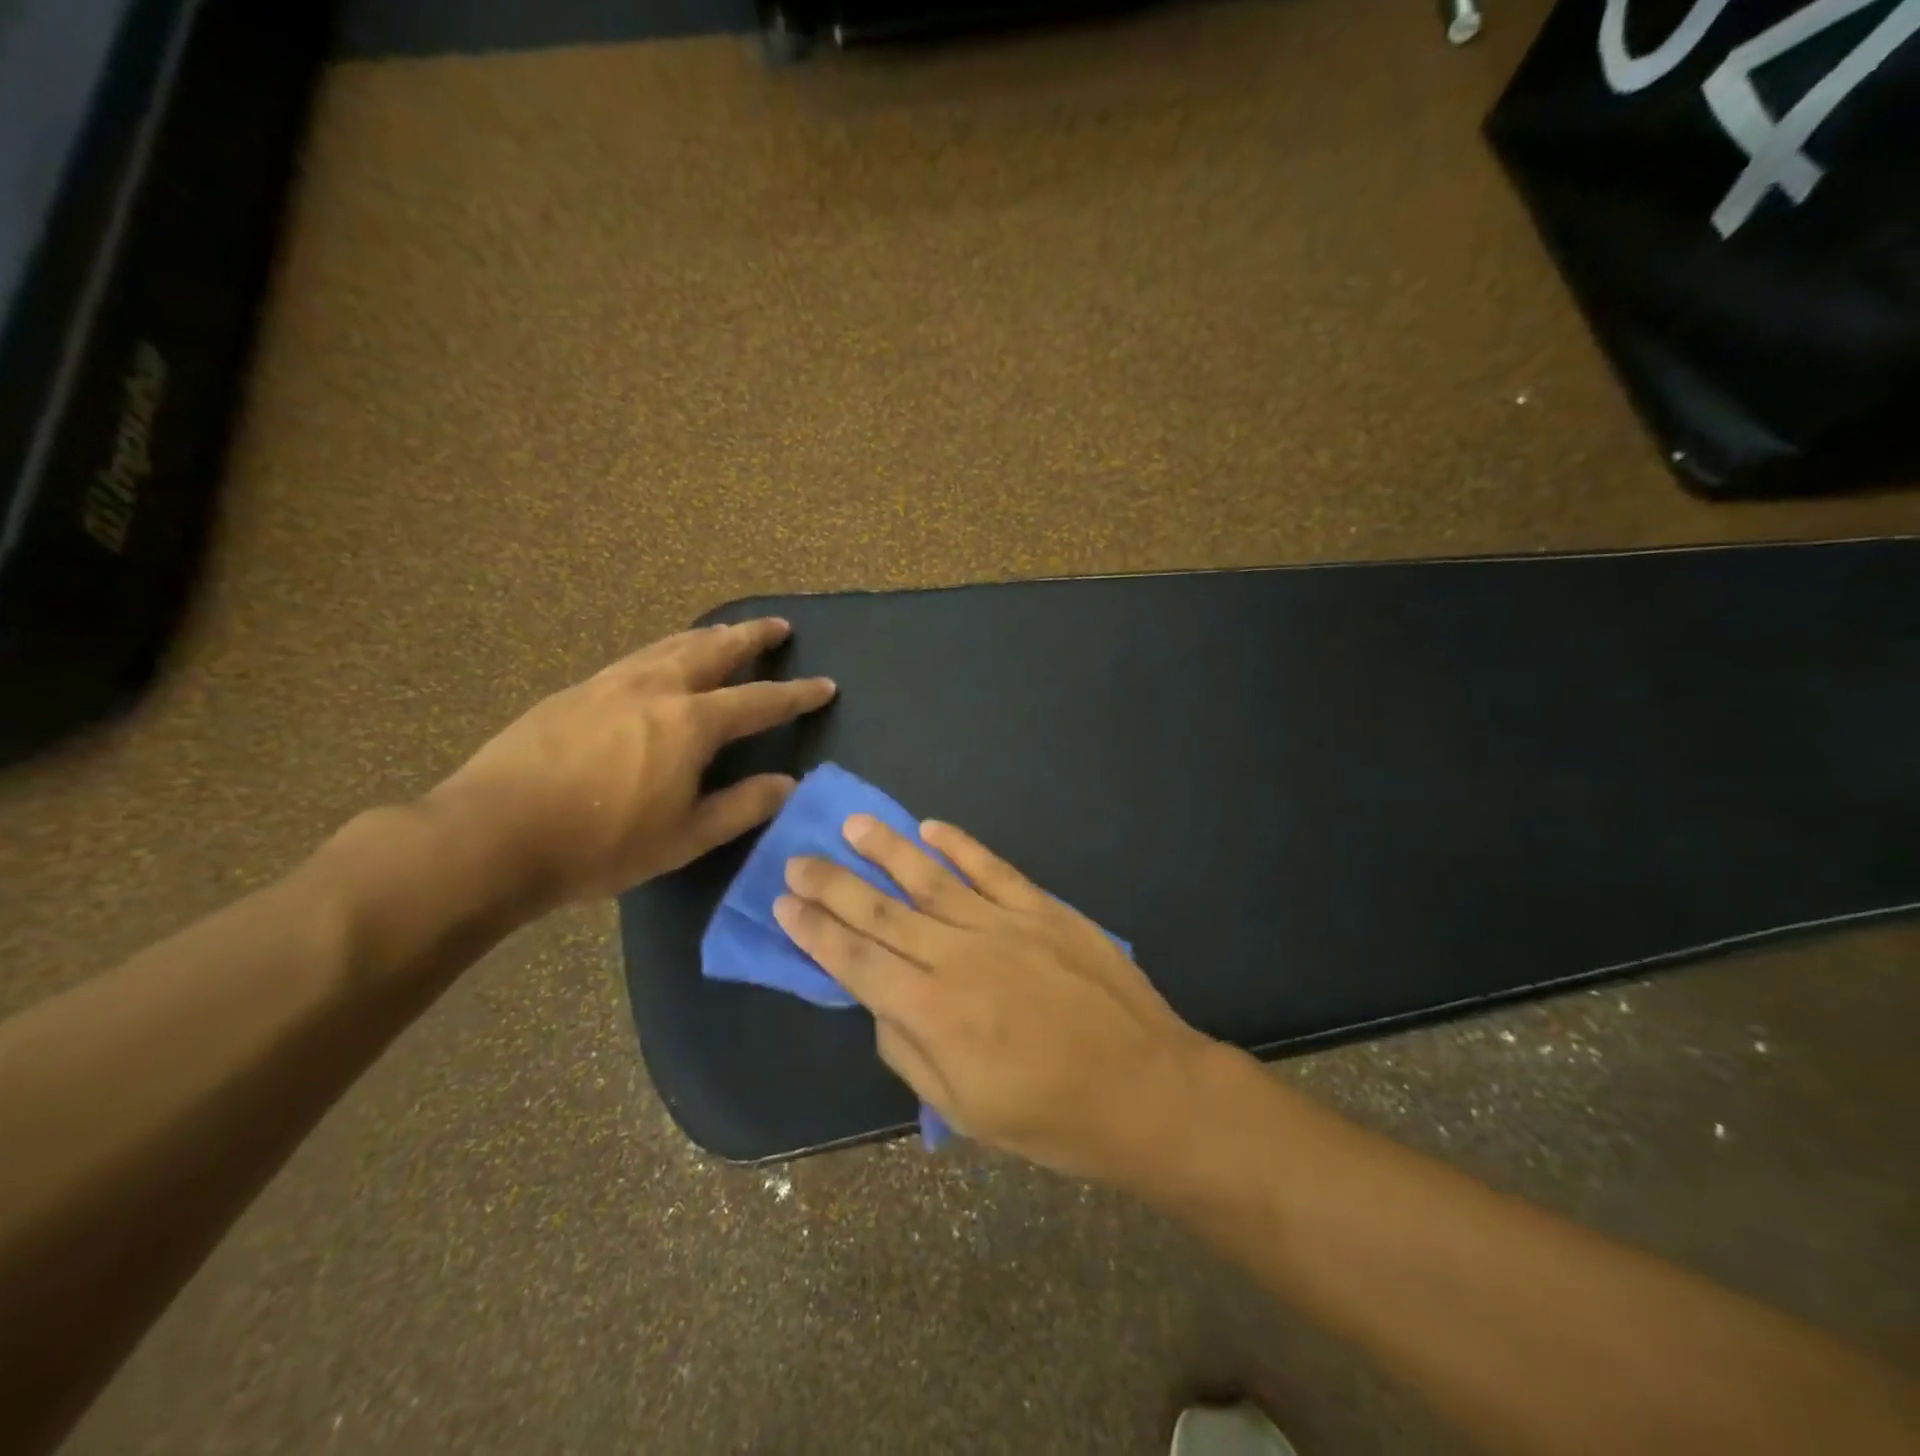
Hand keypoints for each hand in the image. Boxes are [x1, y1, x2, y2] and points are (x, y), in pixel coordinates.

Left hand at [427, 620, 834, 909]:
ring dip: (708, 635)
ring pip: (671, 645)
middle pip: (715, 649)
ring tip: (727, 631)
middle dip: (751, 636)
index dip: (797, 694)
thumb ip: (742, 806)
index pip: (760, 701)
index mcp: (691, 723)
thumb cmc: (601, 843)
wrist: (492, 834)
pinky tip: (662, 659)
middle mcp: (657, 688)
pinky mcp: (576, 691)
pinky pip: (637, 656)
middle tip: (778, 626)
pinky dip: (666, 648)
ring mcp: (611, 683)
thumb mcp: (685, 837)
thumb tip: (788, 784)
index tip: (825, 685)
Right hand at [774, 816, 1214, 1183]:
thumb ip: (909, 1052)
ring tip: (852, 825)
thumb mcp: (964, 1110)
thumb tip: (878, 1003)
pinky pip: (991, 868)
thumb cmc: (1050, 1117)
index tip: (783, 905)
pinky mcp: (1041, 908)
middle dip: (832, 885)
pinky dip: (959, 845)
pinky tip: (931, 827)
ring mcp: (1002, 924)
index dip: (814, 932)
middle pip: (880, 911)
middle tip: (796, 861)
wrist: (1144, 1088)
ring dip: (886, 849)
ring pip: (929, 877)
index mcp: (932, 1011)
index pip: (855, 960)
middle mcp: (957, 955)